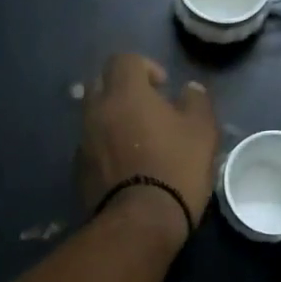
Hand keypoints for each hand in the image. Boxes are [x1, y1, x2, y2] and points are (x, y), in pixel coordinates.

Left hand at [76, 53, 219, 243]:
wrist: (140, 222)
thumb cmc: (176, 167)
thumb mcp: (202, 131)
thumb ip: (196, 101)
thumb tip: (189, 89)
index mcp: (124, 93)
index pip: (123, 60)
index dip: (144, 66)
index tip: (163, 87)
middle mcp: (96, 110)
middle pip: (101, 84)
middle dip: (122, 90)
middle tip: (148, 109)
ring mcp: (83, 140)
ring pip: (94, 116)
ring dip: (113, 120)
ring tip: (139, 141)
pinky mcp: (78, 169)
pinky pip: (91, 145)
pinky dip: (105, 147)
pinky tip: (126, 166)